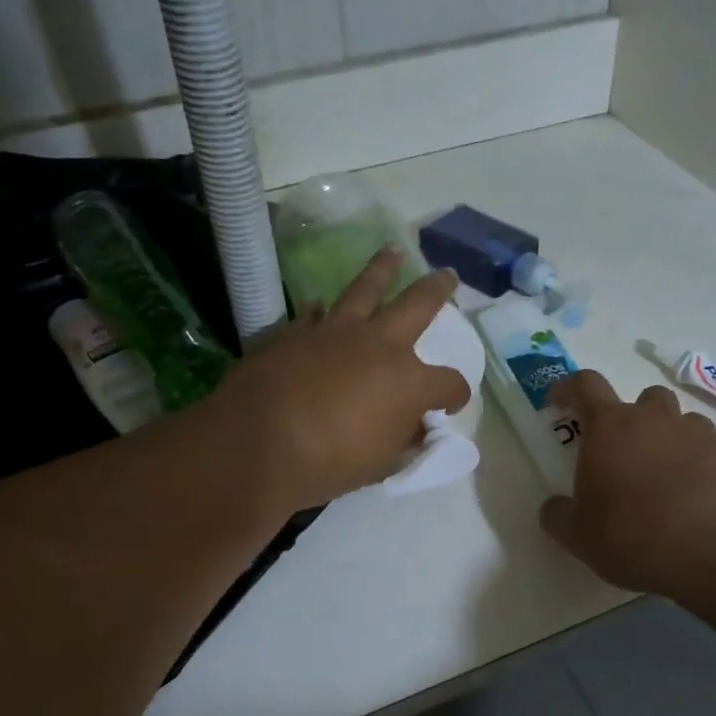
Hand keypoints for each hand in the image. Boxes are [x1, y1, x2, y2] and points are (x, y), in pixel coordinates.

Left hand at [204, 247, 471, 510]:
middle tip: (448, 274)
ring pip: (366, 288)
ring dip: (383, 269)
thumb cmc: (329, 462)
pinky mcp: (297, 332)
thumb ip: (402, 438)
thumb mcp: (380, 462)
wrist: (258, 444)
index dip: (456, 395)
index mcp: (409, 382)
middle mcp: (380, 345)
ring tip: (393, 252)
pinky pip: (315, 313)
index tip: (450, 404)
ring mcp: (336, 332)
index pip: (449, 384)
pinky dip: (322, 310)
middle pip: (419, 305)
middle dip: (438, 289)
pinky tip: (322, 305)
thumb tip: (414, 427)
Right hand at [540, 371, 715, 602]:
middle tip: (623, 452)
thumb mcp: (579, 536)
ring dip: (668, 438)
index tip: (560, 403)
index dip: (569, 388)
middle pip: (642, 397)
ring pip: (680, 421)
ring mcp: (697, 434)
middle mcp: (654, 419)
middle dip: (631, 417)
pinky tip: (694, 496)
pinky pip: (707, 448)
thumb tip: (554, 507)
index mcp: (610, 426)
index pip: (585, 385)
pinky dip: (697, 463)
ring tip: (663, 476)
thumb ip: (558, 516)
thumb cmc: (634, 535)